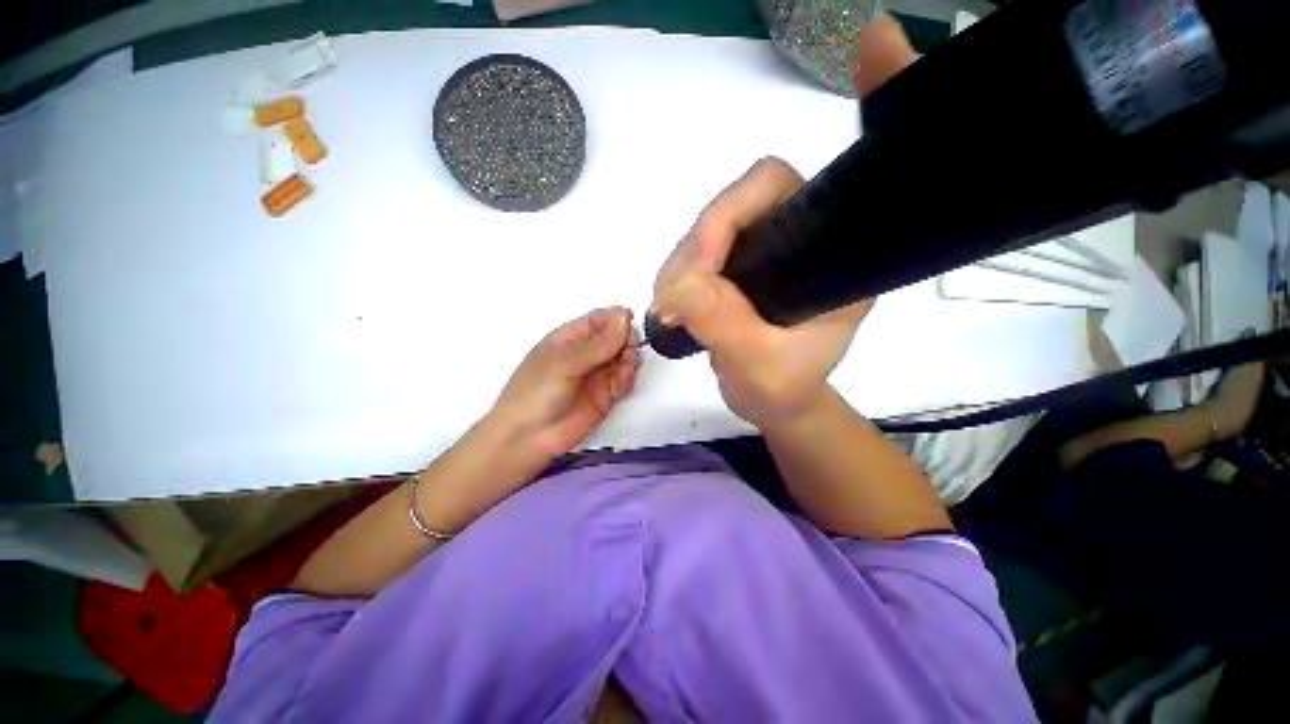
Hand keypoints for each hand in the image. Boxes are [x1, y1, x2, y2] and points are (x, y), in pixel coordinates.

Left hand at [491, 307, 640, 457]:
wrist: (528, 438)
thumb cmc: (536, 393)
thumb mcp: (566, 363)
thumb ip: (599, 343)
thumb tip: (625, 315)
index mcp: (571, 337)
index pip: (601, 319)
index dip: (618, 320)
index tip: (630, 326)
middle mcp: (587, 353)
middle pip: (618, 338)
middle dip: (627, 343)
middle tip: (626, 354)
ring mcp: (597, 374)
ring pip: (624, 359)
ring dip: (629, 362)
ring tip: (622, 373)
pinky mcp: (606, 395)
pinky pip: (625, 380)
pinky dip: (627, 380)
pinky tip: (619, 387)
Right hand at [650, 19, 916, 429]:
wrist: (771, 402)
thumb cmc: (781, 391)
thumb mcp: (758, 368)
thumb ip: (723, 326)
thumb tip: (677, 288)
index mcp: (836, 259)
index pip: (830, 184)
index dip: (864, 107)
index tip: (878, 41)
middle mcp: (804, 240)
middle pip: (747, 199)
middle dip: (706, 239)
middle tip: (679, 293)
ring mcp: (764, 250)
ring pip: (713, 224)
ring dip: (684, 260)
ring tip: (674, 307)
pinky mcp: (735, 264)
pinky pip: (697, 248)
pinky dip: (678, 269)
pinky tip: (675, 300)